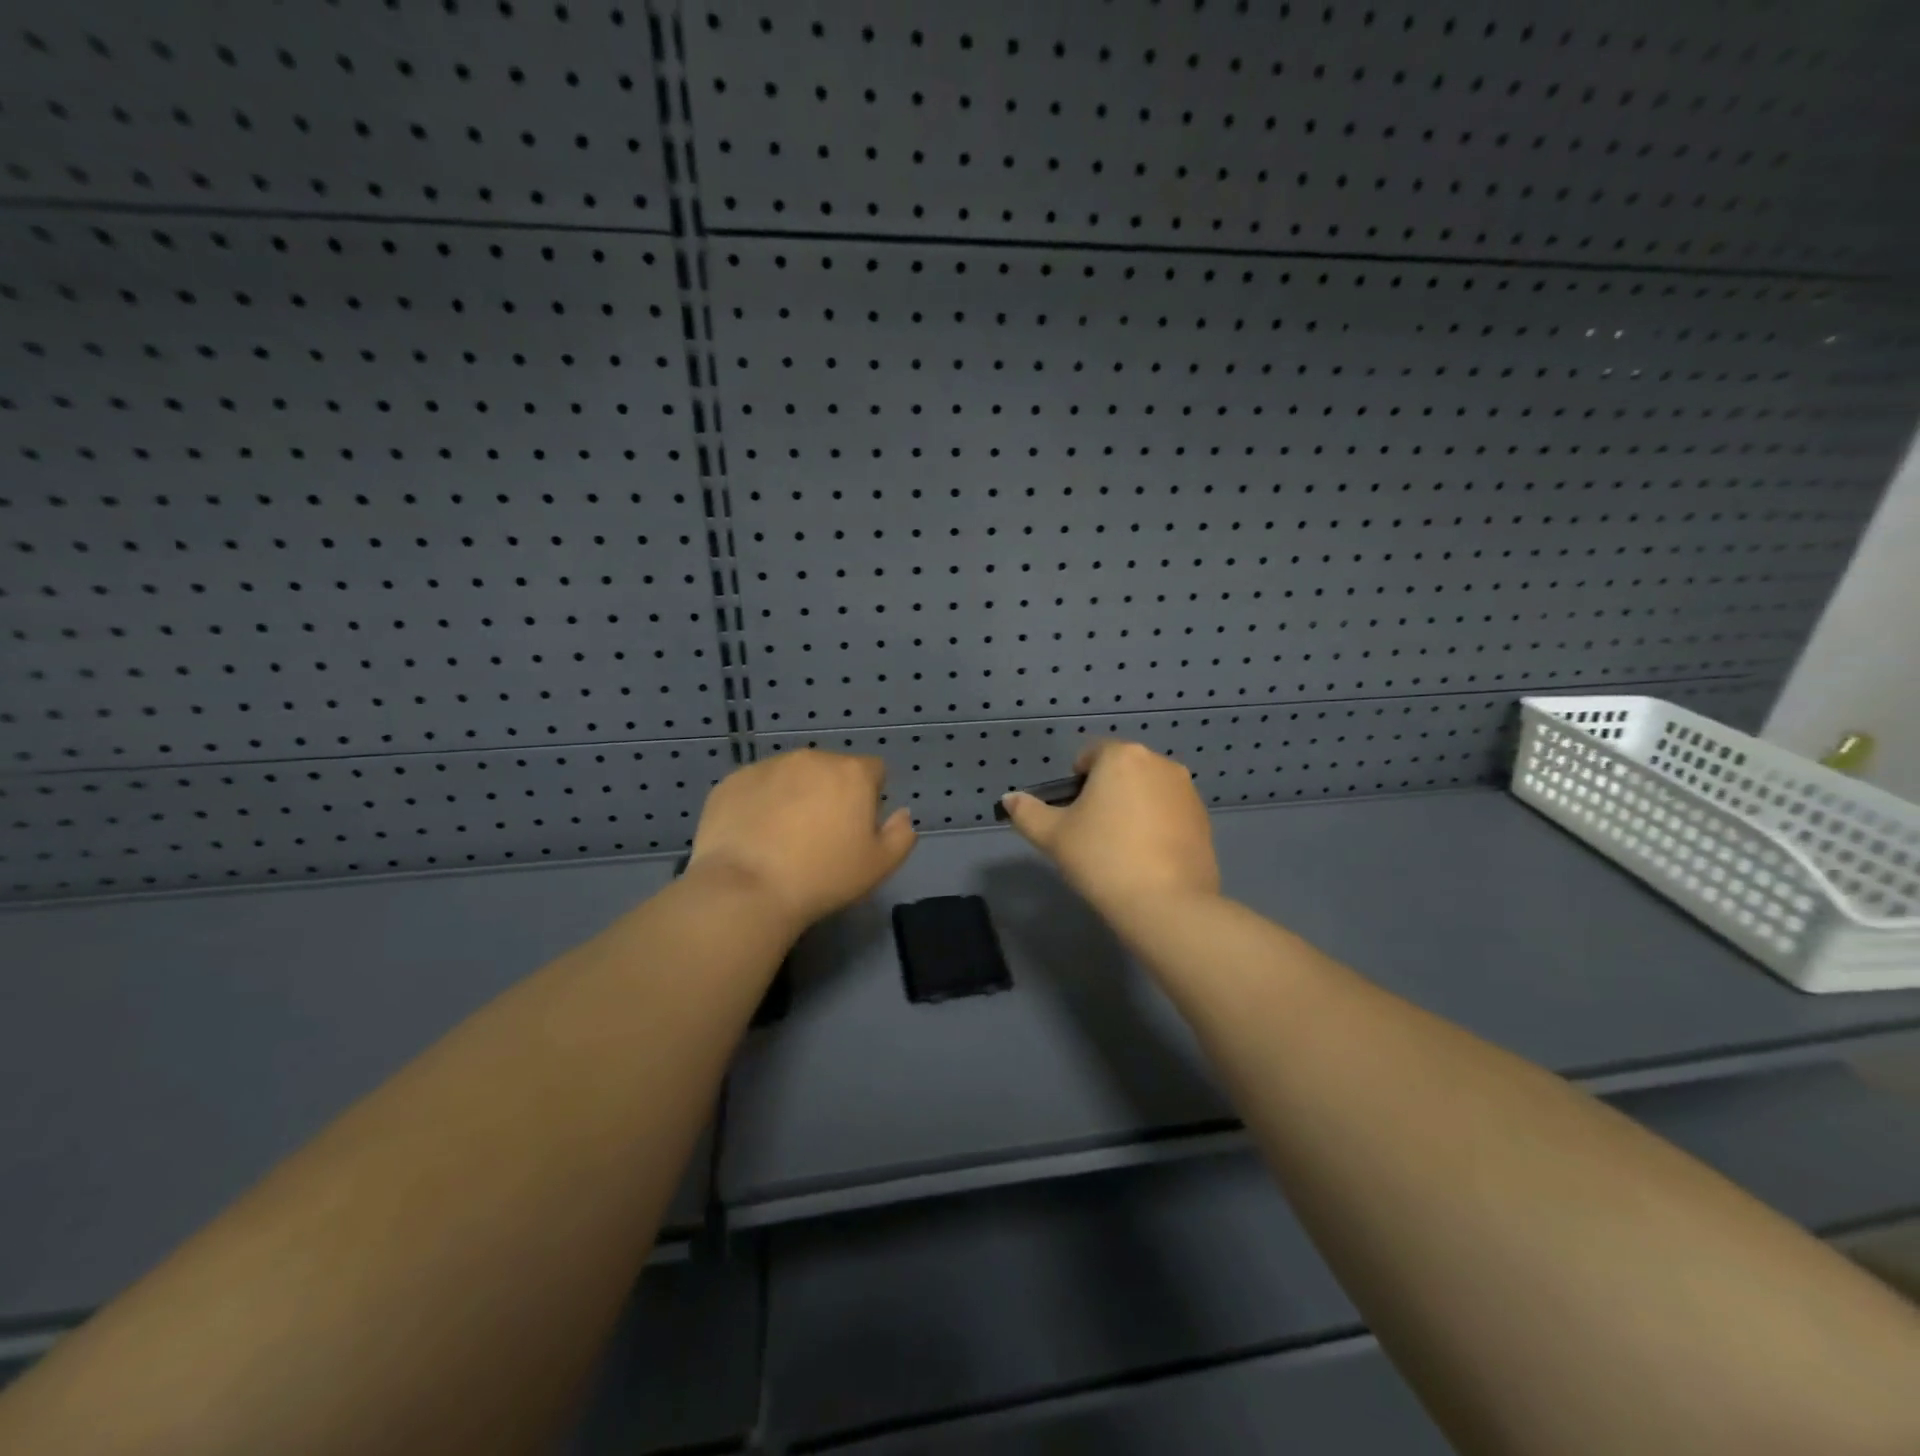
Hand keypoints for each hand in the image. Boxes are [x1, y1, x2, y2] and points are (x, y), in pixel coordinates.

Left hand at [687, 749, 915, 929]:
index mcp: (852, 773)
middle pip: (831, 770)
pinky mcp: (732, 781)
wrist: (746, 889)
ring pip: (792, 776)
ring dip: (794, 795)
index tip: (856, 829)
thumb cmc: (822, 877)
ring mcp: (768, 766)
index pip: (874, 771)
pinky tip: (753, 837)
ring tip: (782, 838)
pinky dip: (759, 804)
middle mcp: (812, 758)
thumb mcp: (879, 866)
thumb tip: (901, 815)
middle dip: (830, 794)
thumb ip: (900, 835)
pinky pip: (756, 787)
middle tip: (819, 836)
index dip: (870, 798)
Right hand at [999, 740, 1218, 915]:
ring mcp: (1186, 791)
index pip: (1090, 755)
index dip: (1075, 782)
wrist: (1166, 904)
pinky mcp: (1204, 819)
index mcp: (1122, 757)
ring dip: (1132, 807)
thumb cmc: (1102, 859)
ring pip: (1147, 791)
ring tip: (1121, 849)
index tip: (1072, 815)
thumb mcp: (1053, 836)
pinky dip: (1156, 825)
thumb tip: (1009, 799)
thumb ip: (1027, 812)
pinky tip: (1147, 859)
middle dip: (1105, 793)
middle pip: (1121, 770)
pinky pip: (1169, 812)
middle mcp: (1159, 763)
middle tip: (1092, 833)